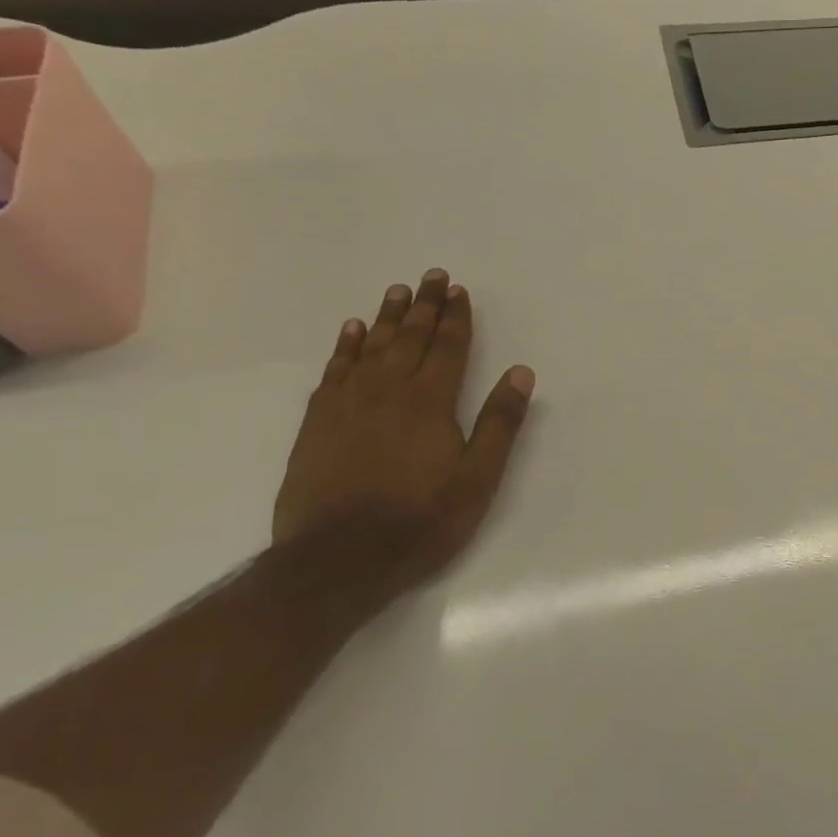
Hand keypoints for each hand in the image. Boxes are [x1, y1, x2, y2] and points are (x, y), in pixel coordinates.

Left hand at [272, 269, 533, 596]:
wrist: (337, 560)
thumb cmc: (421, 520)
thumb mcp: (478, 478)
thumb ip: (499, 423)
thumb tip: (521, 372)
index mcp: (430, 403)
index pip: (446, 348)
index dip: (455, 318)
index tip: (459, 290)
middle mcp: (387, 392)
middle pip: (408, 339)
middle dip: (423, 307)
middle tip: (431, 276)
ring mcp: (347, 406)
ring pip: (370, 348)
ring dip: (386, 318)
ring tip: (397, 292)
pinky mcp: (317, 424)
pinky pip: (334, 371)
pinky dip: (345, 347)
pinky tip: (351, 332)